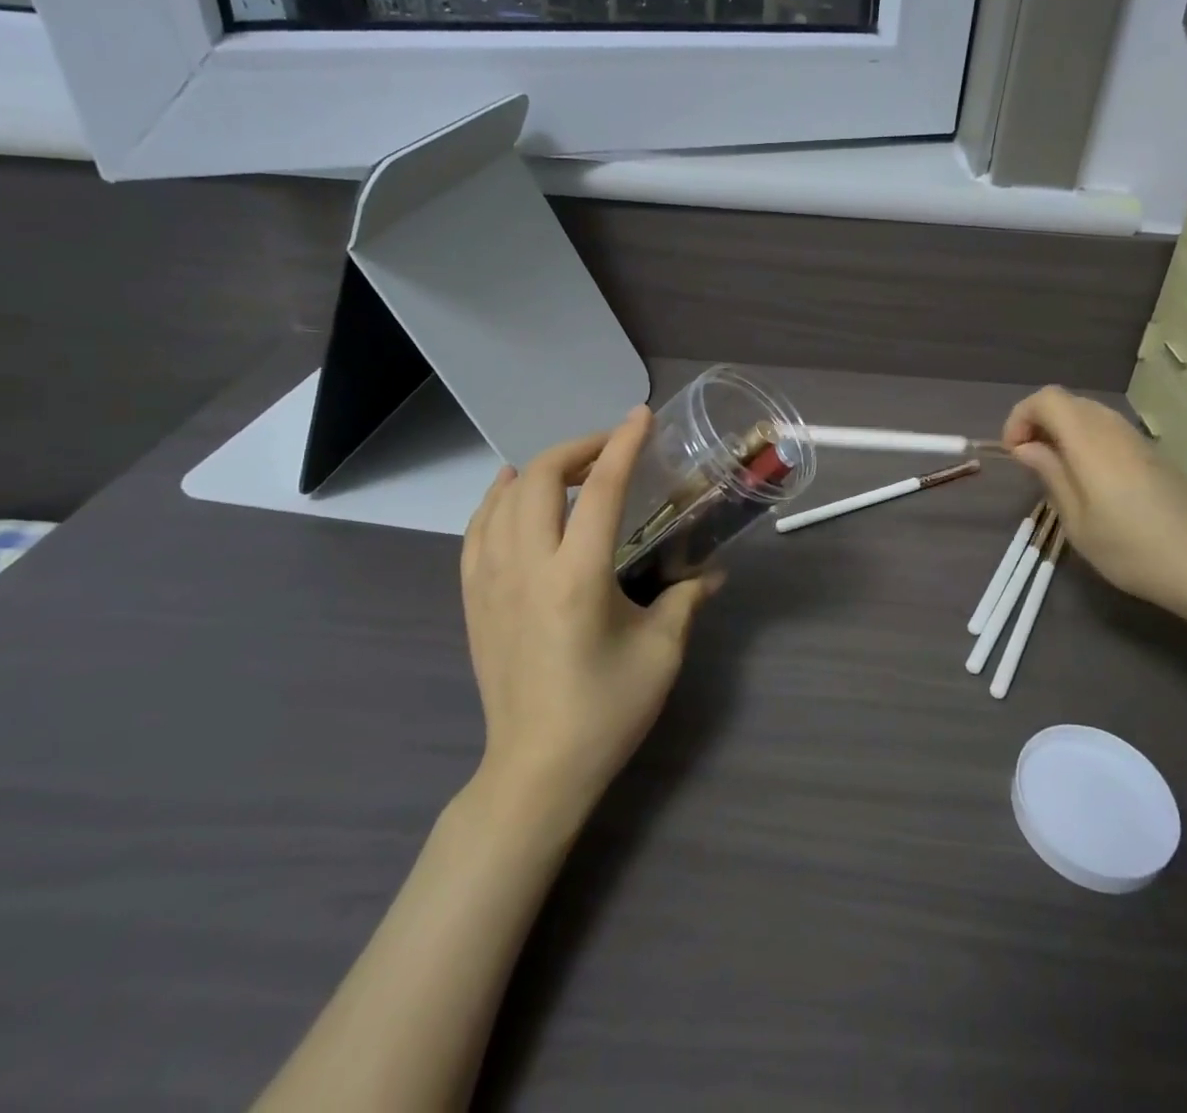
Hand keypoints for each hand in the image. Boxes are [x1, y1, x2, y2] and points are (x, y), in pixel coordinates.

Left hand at [459, 406, 719, 822]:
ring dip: (538, 470)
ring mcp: (491, 582)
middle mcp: (527, 567)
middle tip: (611, 449)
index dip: (623, 445)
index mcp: (577, 577)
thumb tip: (713, 572)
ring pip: (502, 498)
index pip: (602, 490)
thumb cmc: (605, 711)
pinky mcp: (474, 599)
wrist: (536, 769)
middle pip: (541, 478)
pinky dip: (498, 500)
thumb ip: (685, 600)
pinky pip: (477, 530)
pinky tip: (515, 497)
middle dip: (577, 449)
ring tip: (571, 469)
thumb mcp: (660, 653)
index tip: (641, 417)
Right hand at [1002, 385, 1186, 625]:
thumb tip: (1026, 447)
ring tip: (1055, 471)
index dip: (1021, 417)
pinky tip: (1088, 479)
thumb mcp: (1076, 520)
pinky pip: (1108, 429)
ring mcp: (1136, 439)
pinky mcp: (1151, 454)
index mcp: (1090, 441)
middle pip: (1067, 401)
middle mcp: (1113, 429)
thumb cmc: (1130, 549)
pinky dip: (1085, 440)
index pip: (1047, 399)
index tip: (1014, 453)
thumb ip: (1050, 474)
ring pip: (1088, 413)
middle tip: (1029, 462)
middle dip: (1038, 422)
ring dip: (1062, 431)